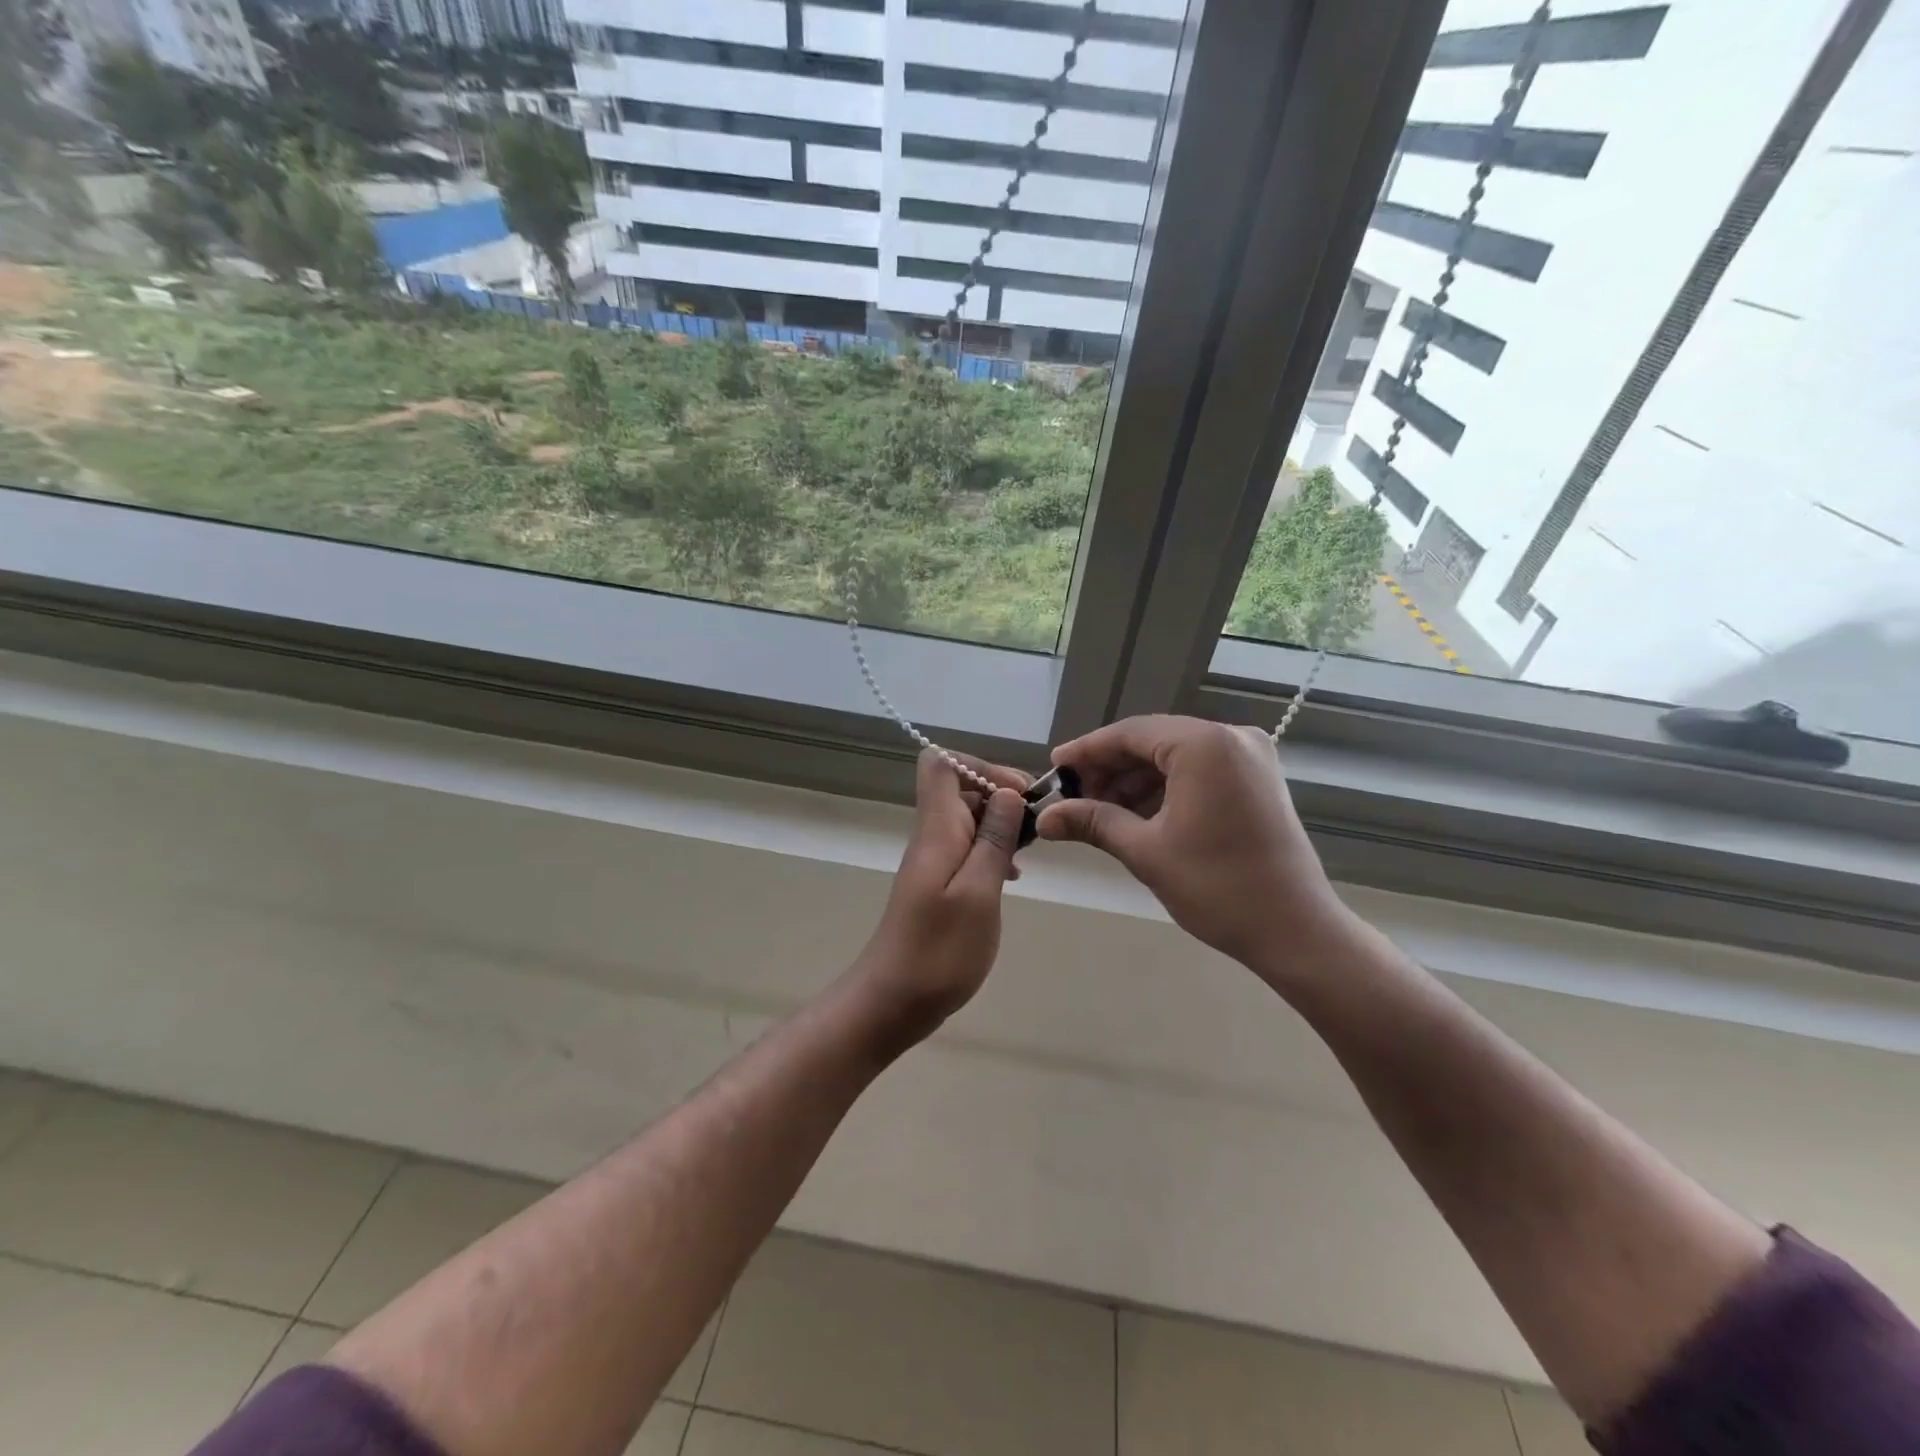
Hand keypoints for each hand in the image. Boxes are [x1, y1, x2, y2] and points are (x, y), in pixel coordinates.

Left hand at [853, 748, 1028, 1039]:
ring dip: (1000, 826)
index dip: (981, 766)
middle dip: (1001, 796)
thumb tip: (1007, 793)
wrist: (893, 1000)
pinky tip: (1011, 877)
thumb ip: (994, 840)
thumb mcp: (979, 893)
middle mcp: (931, 836)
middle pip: (960, 788)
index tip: (1017, 795)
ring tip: (1029, 852)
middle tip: (1036, 827)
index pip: (941, 764)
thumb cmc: (940, 950)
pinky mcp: (937, 884)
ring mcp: (932, 860)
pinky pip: (966, 849)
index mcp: (937, 829)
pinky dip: (991, 852)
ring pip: (967, 819)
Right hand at [1036, 715, 1347, 975]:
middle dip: (1110, 769)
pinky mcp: (1258, 778)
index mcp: (1205, 745)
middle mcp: (1232, 737)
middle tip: (1073, 797)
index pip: (1130, 734)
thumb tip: (1044, 818)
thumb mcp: (1145, 851)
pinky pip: (1199, 770)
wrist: (1295, 931)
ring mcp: (1251, 756)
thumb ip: (1093, 822)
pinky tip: (1136, 814)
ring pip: (1175, 756)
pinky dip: (1165, 788)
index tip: (1054, 769)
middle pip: (1153, 741)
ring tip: (1099, 811)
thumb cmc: (1217, 888)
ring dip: (1135, 780)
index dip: (1087, 751)